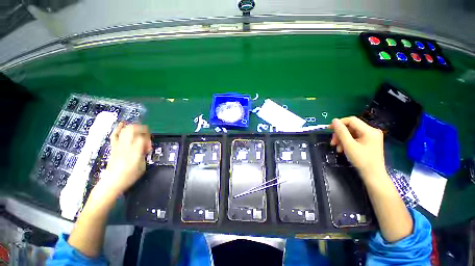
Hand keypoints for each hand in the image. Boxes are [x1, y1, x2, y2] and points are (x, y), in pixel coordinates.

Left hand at [101, 122, 151, 194]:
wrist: (112, 182)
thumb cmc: (130, 175)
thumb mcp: (143, 166)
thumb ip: (144, 154)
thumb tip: (145, 147)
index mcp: (135, 151)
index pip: (142, 137)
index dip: (148, 138)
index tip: (150, 143)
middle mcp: (126, 146)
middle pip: (133, 130)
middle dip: (142, 129)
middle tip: (147, 134)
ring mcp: (118, 146)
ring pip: (125, 131)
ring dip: (133, 127)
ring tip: (139, 128)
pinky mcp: (113, 147)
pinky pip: (115, 135)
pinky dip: (118, 128)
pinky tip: (122, 123)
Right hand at [329, 116, 385, 178]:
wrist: (373, 175)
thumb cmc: (362, 160)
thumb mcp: (349, 145)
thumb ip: (341, 131)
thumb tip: (334, 120)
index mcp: (369, 130)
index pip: (351, 120)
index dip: (339, 123)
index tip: (328, 129)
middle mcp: (372, 131)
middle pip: (351, 127)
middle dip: (340, 134)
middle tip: (332, 142)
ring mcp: (371, 137)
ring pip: (351, 133)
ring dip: (342, 139)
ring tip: (337, 148)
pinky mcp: (369, 142)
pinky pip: (355, 138)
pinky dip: (347, 142)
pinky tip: (343, 149)